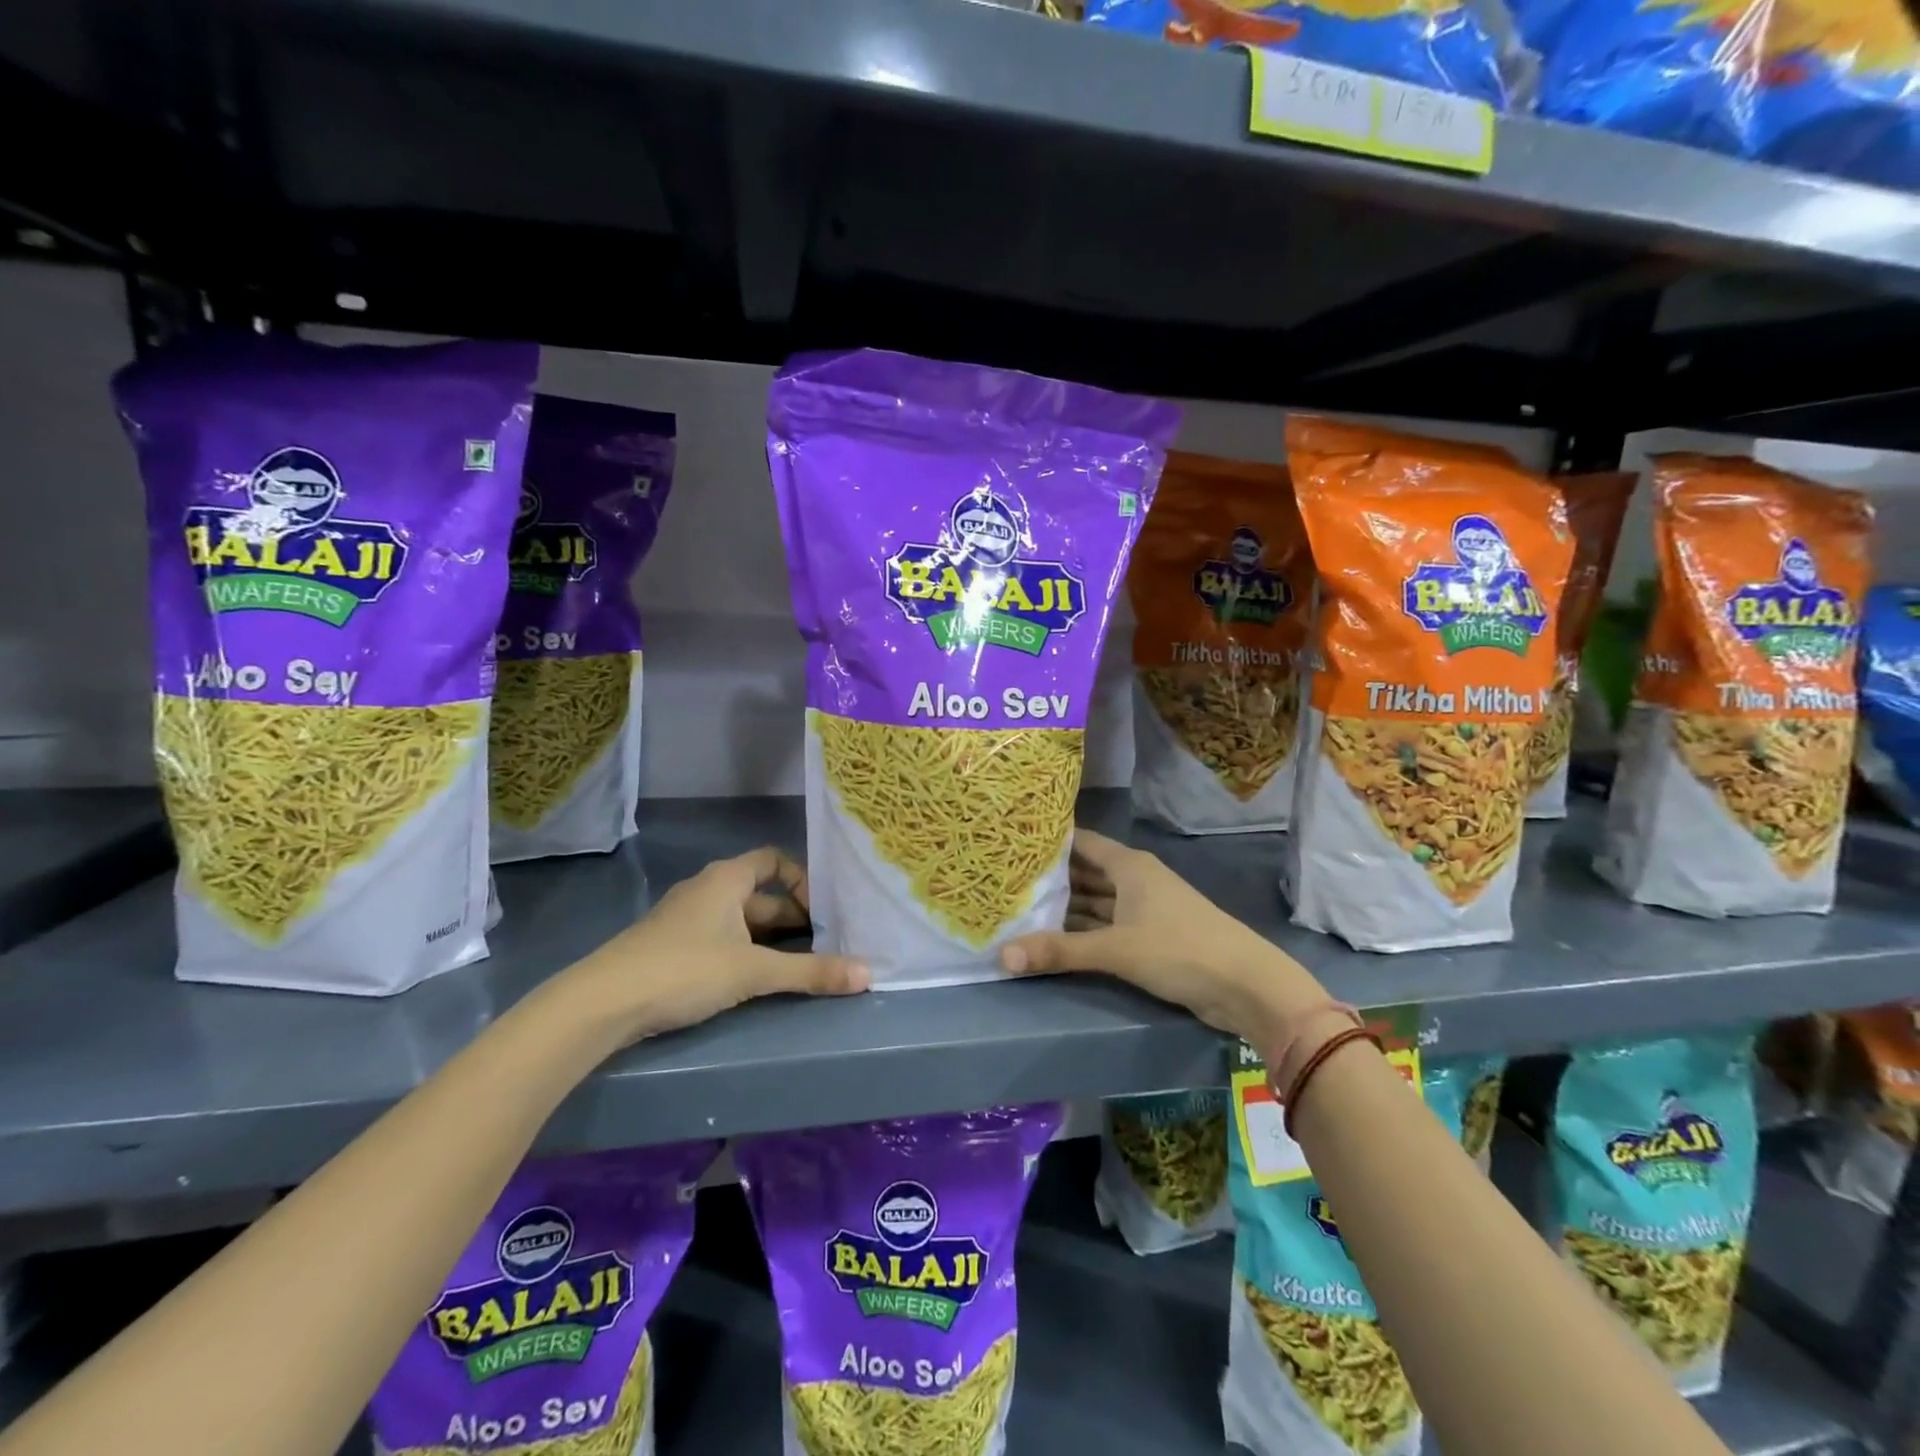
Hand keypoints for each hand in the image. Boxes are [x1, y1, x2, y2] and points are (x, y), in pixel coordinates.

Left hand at [542, 847, 868, 1048]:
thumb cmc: (684, 969)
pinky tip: (756, 981)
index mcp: (726, 879)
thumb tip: (869, 976)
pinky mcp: (672, 949)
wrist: (601, 1004)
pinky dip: (745, 953)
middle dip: (794, 917)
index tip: (823, 911)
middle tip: (826, 944)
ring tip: (801, 965)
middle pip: (761, 895)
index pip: (773, 860)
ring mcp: (686, 920)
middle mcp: (707, 890)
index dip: (802, 880)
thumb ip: (811, 972)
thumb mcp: (753, 970)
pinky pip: (722, 940)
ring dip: (771, 939)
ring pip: (741, 921)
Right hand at [999, 829, 1324, 1044]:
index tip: (1012, 843)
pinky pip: (1106, 926)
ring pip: (1095, 902)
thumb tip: (1002, 956)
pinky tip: (1053, 938)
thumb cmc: (1180, 950)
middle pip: (1085, 873)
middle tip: (1005, 881)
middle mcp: (1135, 880)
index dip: (1049, 842)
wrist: (1247, 987)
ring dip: (1064, 908)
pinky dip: (1082, 930)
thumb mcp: (1116, 949)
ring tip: (1019, 910)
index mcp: (1129, 866)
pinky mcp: (1149, 937)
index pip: (1081, 842)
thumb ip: (1059, 951)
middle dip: (1051, 879)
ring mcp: (1144, 909)